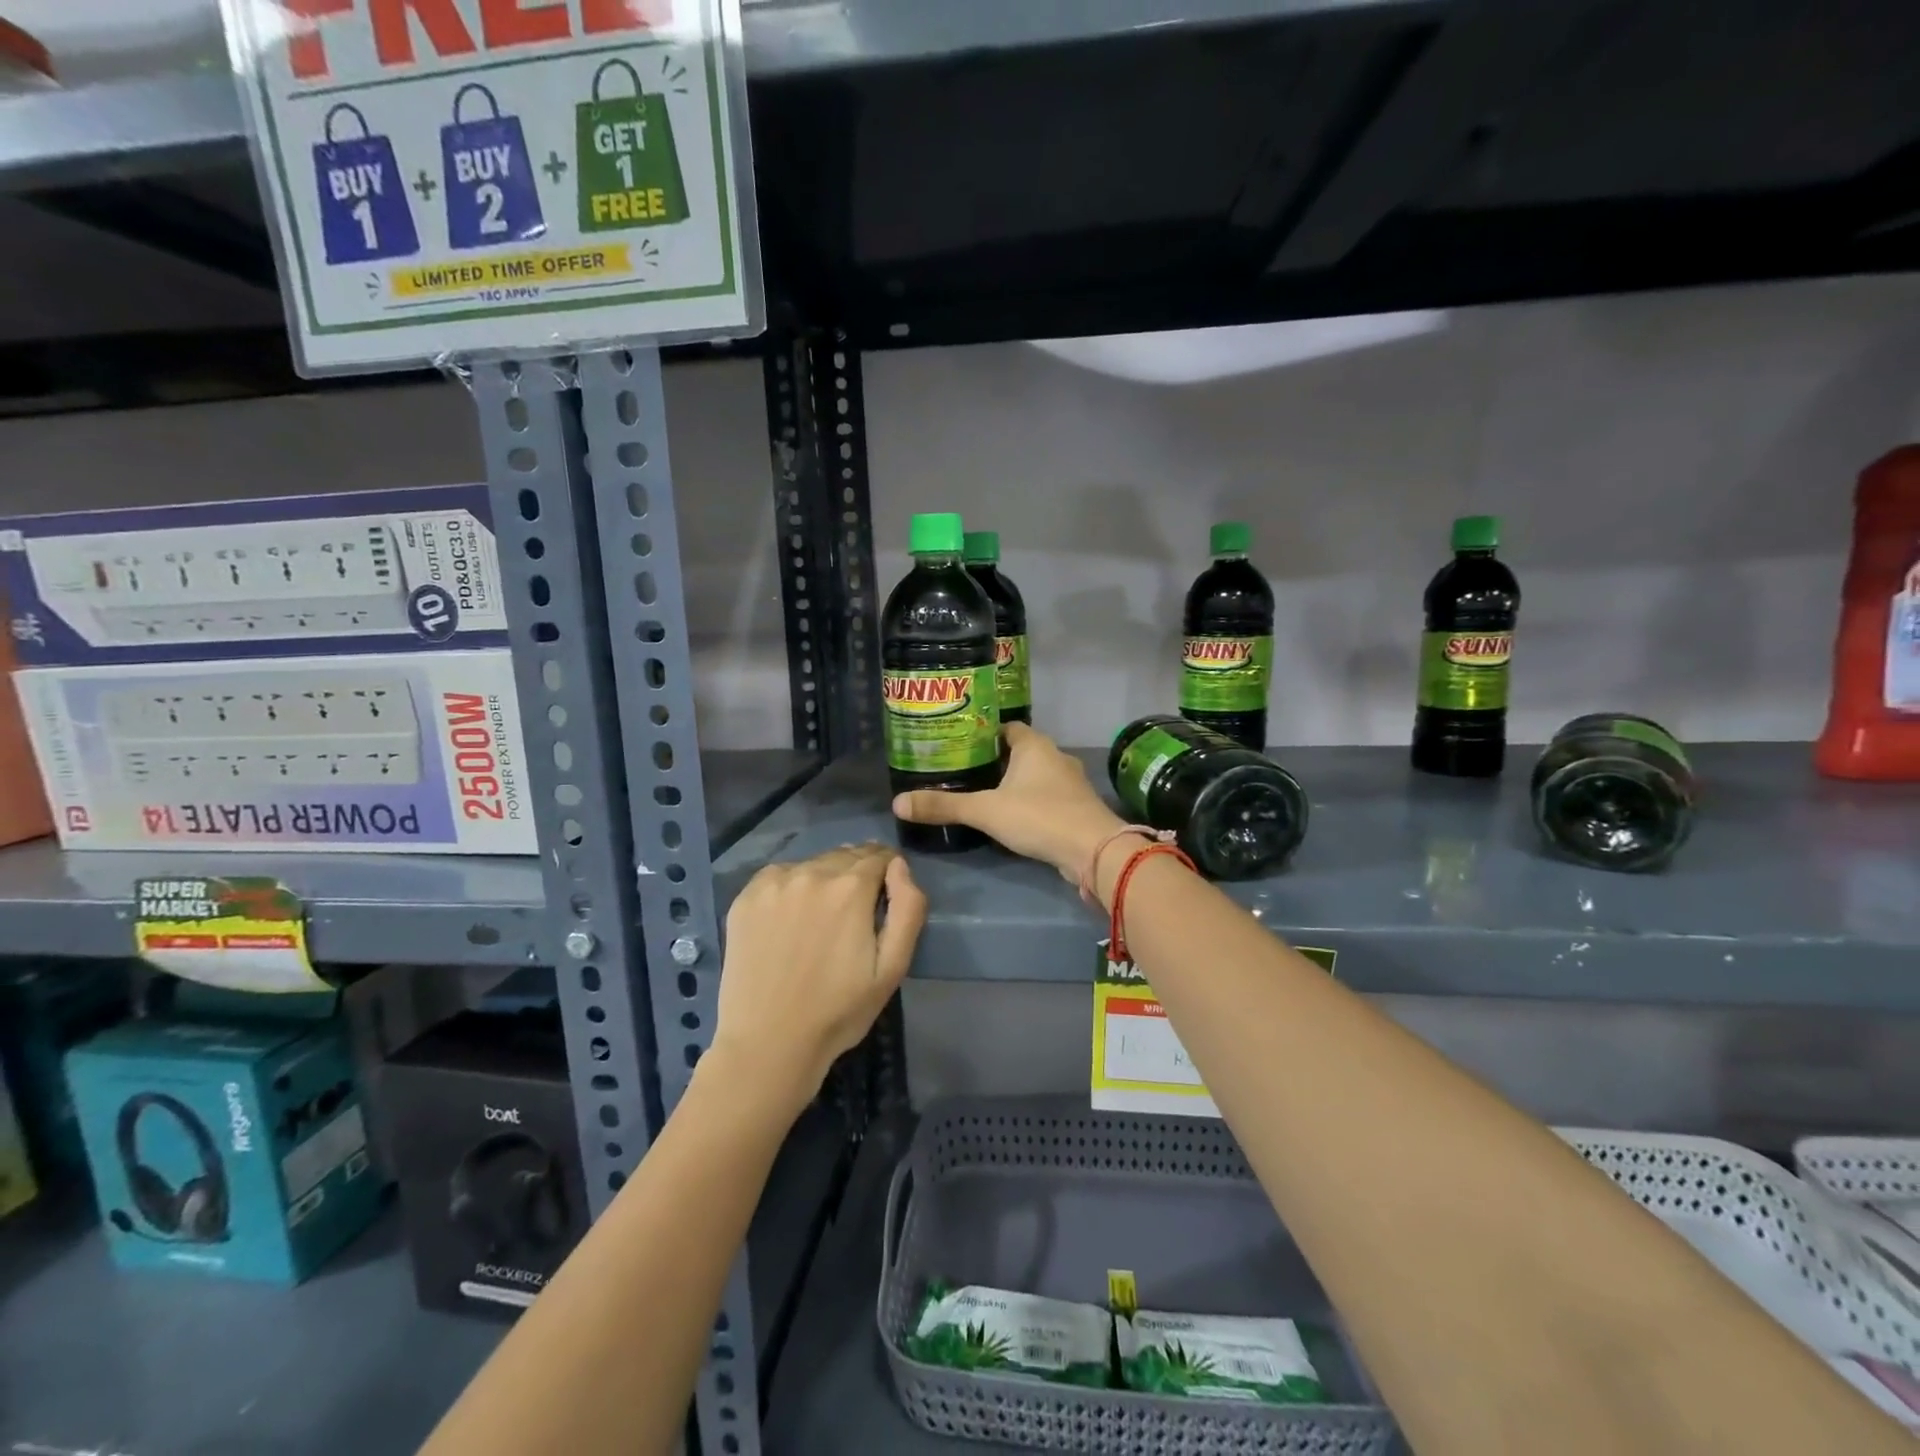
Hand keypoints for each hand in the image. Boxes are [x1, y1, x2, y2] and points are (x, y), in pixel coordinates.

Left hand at [708, 843, 926, 1116]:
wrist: (768, 1044)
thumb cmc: (839, 1011)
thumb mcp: (892, 967)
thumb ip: (908, 908)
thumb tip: (899, 866)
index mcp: (850, 888)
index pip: (879, 856)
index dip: (888, 871)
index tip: (885, 894)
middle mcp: (811, 873)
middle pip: (845, 855)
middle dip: (857, 874)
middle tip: (854, 911)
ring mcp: (773, 883)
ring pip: (812, 864)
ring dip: (824, 879)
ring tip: (821, 918)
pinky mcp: (745, 898)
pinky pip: (779, 876)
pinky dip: (791, 887)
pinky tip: (790, 919)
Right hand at [892, 722, 1127, 883]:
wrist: (1094, 850)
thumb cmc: (1039, 816)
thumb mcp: (985, 811)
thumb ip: (944, 806)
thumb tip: (898, 803)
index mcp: (1034, 745)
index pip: (1005, 727)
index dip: (983, 734)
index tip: (959, 745)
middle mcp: (1055, 756)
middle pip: (1020, 751)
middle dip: (994, 761)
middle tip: (963, 772)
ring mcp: (1069, 783)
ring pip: (1035, 776)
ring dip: (1014, 783)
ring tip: (983, 795)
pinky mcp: (1076, 808)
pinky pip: (1046, 797)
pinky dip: (1029, 803)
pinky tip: (1012, 818)